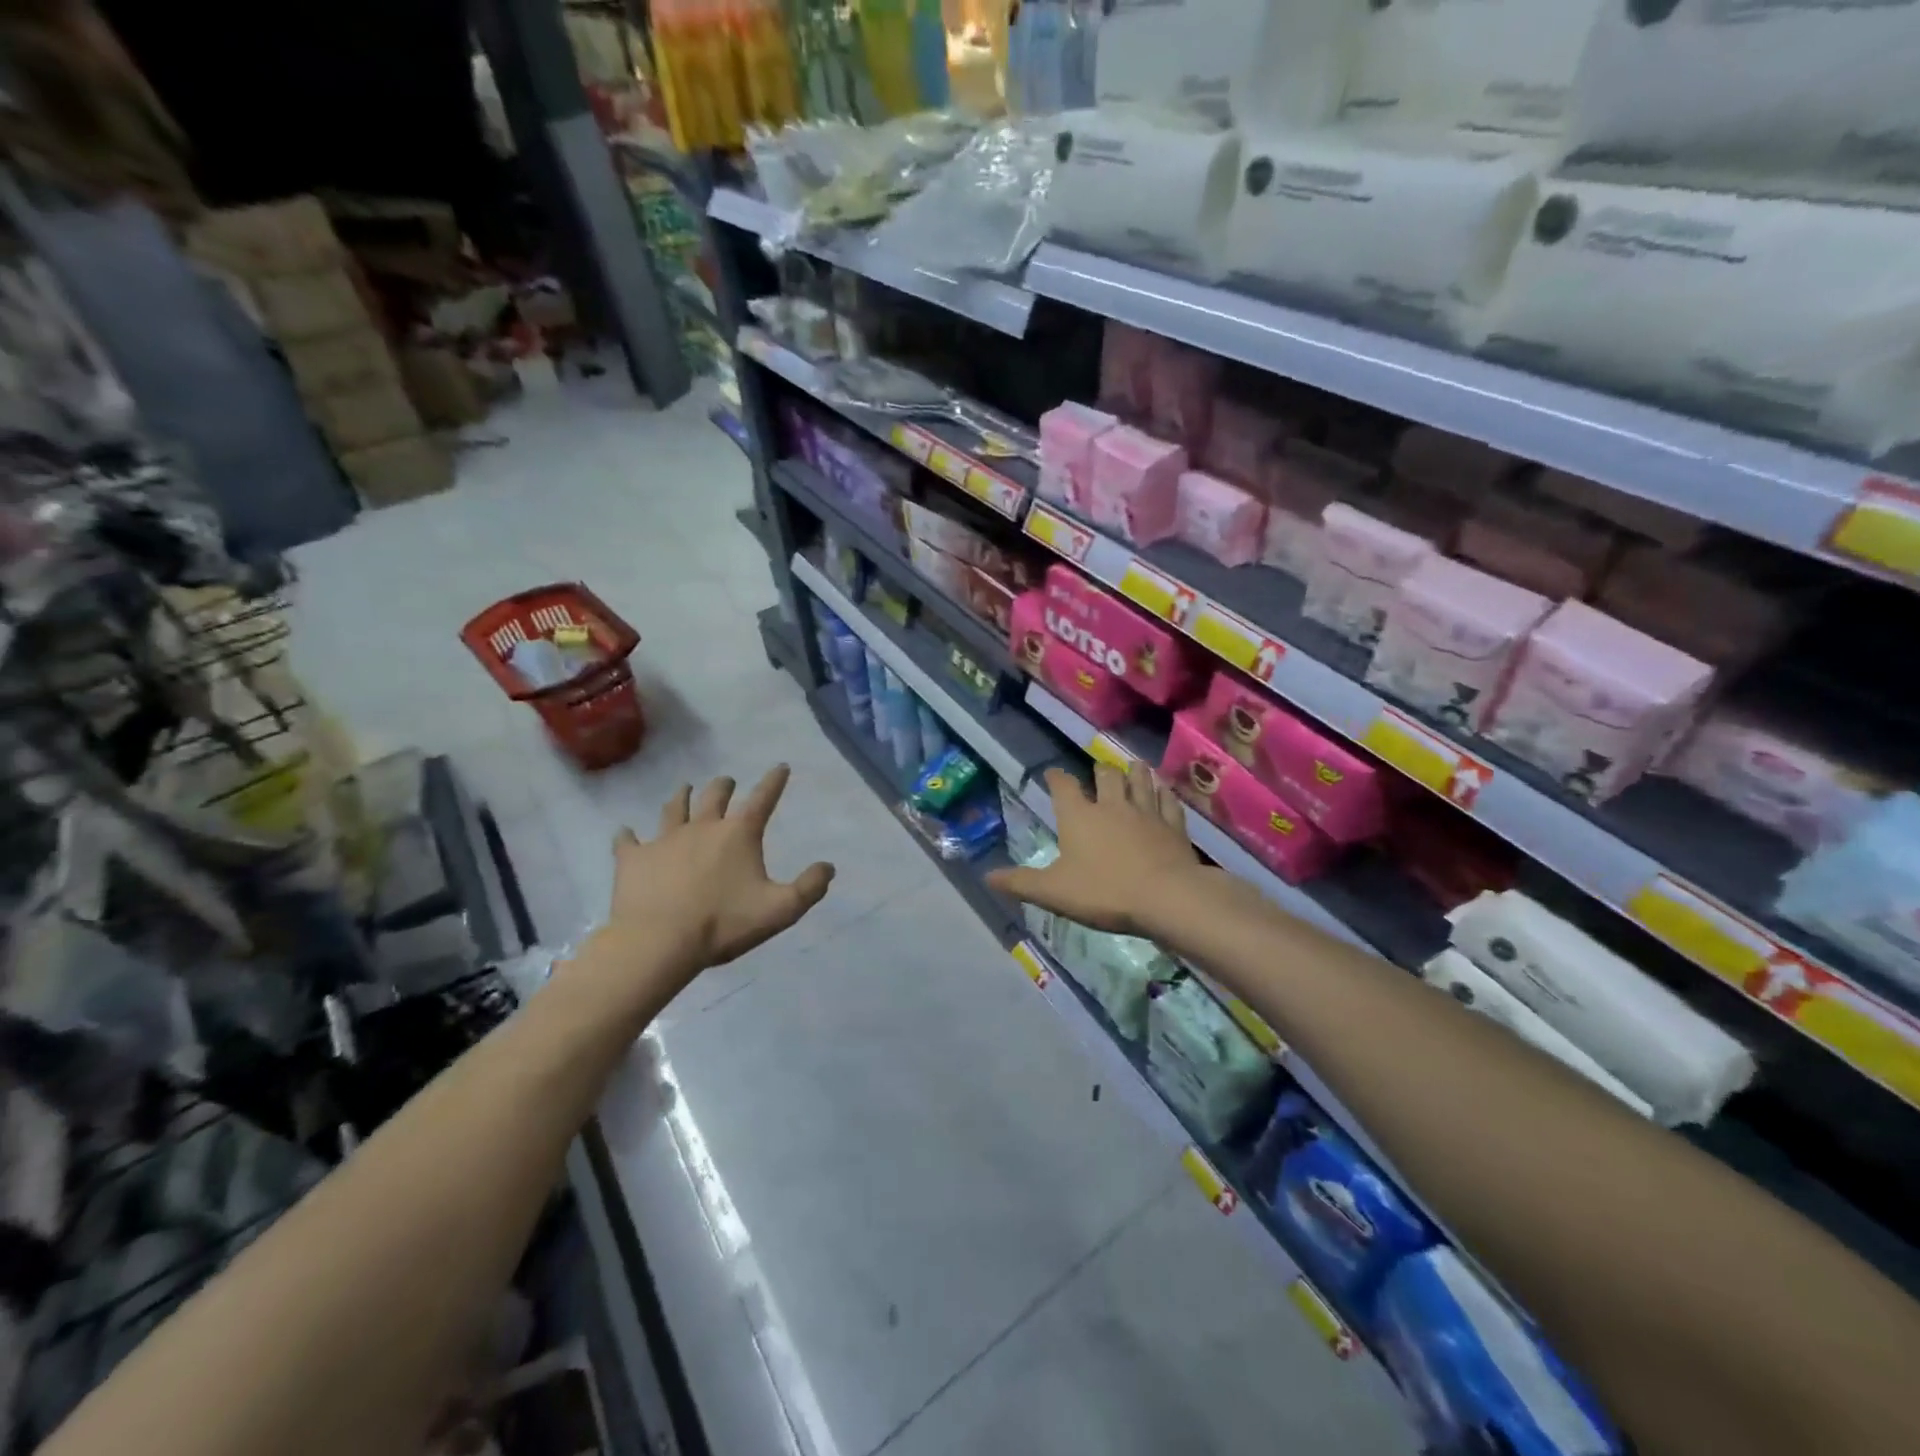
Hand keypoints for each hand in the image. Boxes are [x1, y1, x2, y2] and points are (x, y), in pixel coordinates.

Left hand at [599, 766, 834, 977]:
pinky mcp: (633, 858)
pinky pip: (628, 841)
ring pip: (673, 808)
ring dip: (681, 797)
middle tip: (727, 781)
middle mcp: (702, 826)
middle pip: (715, 795)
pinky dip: (628, 836)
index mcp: (738, 834)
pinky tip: (625, 832)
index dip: (774, 781)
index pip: (763, 799)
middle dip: (724, 786)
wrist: (659, 942)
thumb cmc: (724, 923)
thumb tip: (828, 867)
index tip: (781, 766)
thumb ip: (810, 887)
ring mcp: (664, 839)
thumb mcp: (781, 910)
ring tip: (684, 788)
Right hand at [986, 762, 1201, 938]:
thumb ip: (1020, 883)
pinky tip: (1165, 791)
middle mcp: (1112, 805)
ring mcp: (1146, 812)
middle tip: (1099, 769)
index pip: (1063, 787)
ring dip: (1135, 772)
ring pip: (1140, 781)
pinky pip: (1168, 802)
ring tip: (1133, 766)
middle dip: (1100, 770)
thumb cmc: (1104, 892)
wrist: (1166, 897)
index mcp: (1079, 816)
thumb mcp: (1053, 892)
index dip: (1056, 778)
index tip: (1053, 774)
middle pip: (1106, 775)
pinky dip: (1164, 794)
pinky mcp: (1173, 826)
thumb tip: (987, 877)